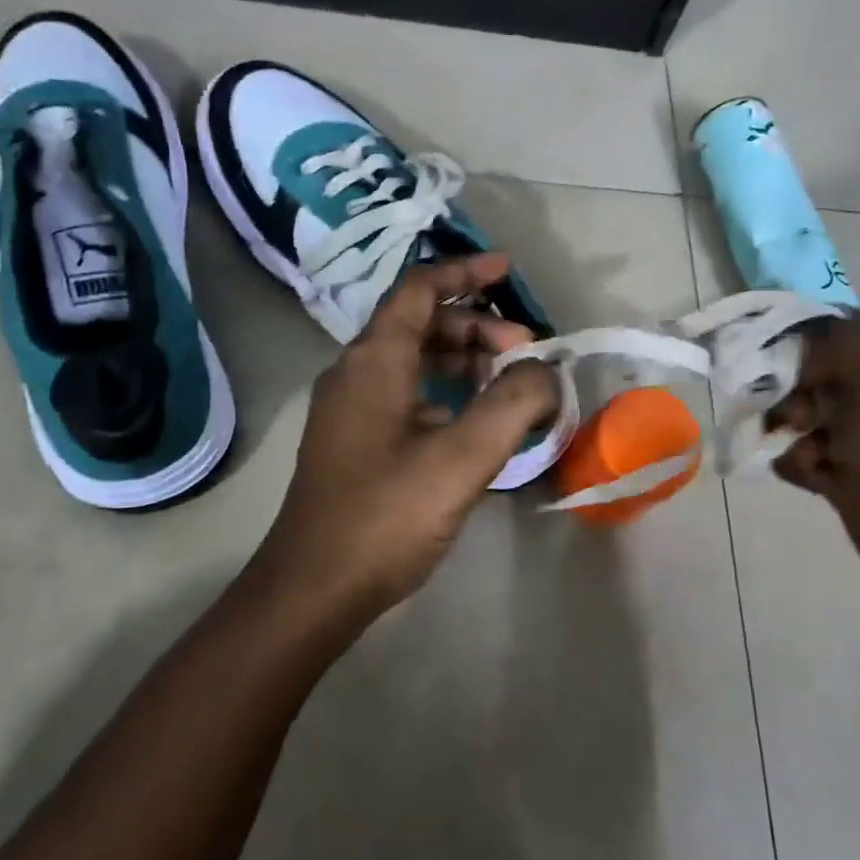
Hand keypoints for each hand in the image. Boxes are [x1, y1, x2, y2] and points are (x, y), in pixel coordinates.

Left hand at [252, 255, 558, 625]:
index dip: (464, 272)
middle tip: (524, 352)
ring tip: (508, 385)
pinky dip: (444, 394)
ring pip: (412, 361)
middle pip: (419, 324)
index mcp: (374, 361)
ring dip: (461, 361)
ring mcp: (351, 410)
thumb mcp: (461, 458)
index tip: (507, 270)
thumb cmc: (386, 515)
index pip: (419, 290)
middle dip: (475, 328)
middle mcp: (355, 373)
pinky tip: (474, 424)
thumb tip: (545, 373)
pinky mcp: (355, 442)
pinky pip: (405, 395)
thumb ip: (512, 406)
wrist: (314, 588)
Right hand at [769, 313, 859, 597]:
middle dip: (786, 388)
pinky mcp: (841, 467)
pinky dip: (797, 463)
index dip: (790, 334)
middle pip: (803, 368)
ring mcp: (857, 428)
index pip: (826, 324)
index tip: (758, 351)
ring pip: (795, 411)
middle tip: (790, 407)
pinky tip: (814, 477)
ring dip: (788, 428)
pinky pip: (797, 452)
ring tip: (808, 451)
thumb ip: (831, 339)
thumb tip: (793, 331)